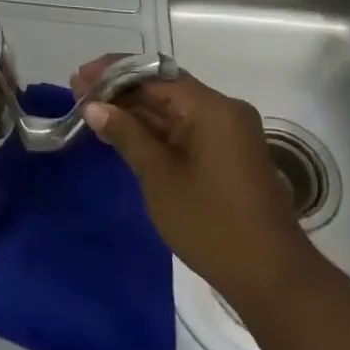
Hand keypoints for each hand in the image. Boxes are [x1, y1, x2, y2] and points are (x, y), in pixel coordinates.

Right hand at [72, 56, 314, 316]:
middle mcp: (223, 110)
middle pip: (164, 88)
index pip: (153, 75)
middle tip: (78, 93)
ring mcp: (229, 132)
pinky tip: (123, 133)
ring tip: (92, 110)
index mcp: (210, 107)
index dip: (113, 73)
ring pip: (174, 109)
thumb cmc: (210, 223)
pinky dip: (154, 129)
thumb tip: (94, 107)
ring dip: (135, 110)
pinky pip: (185, 128)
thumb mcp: (158, 176)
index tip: (79, 77)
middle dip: (121, 90)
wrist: (271, 276)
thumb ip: (126, 134)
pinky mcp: (228, 154)